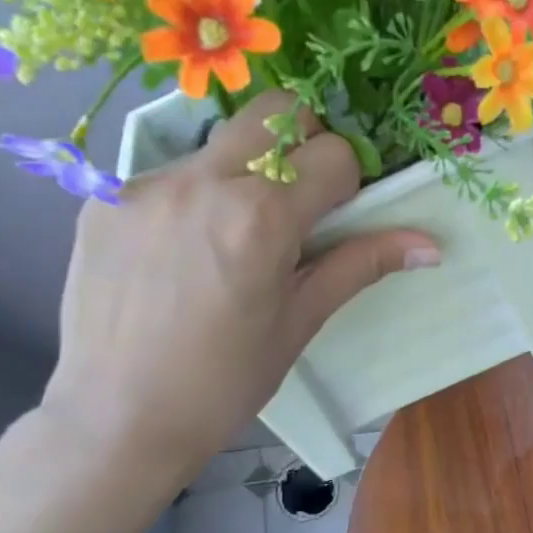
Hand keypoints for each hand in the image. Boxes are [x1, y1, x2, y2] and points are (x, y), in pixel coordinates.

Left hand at [42, 91, 438, 485]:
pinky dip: (195, 198)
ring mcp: (145, 184)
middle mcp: (201, 180)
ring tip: (232, 240)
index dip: (348, 183)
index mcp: (260, 217)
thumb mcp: (300, 322)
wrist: (118, 420)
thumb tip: (430, 245)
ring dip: (246, 172)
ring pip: (220, 142)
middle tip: (299, 204)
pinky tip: (182, 256)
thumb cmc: (225, 383)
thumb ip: (360, 266)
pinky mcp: (103, 198)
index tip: (338, 221)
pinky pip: (170, 174)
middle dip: (303, 144)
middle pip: (275, 112)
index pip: (332, 153)